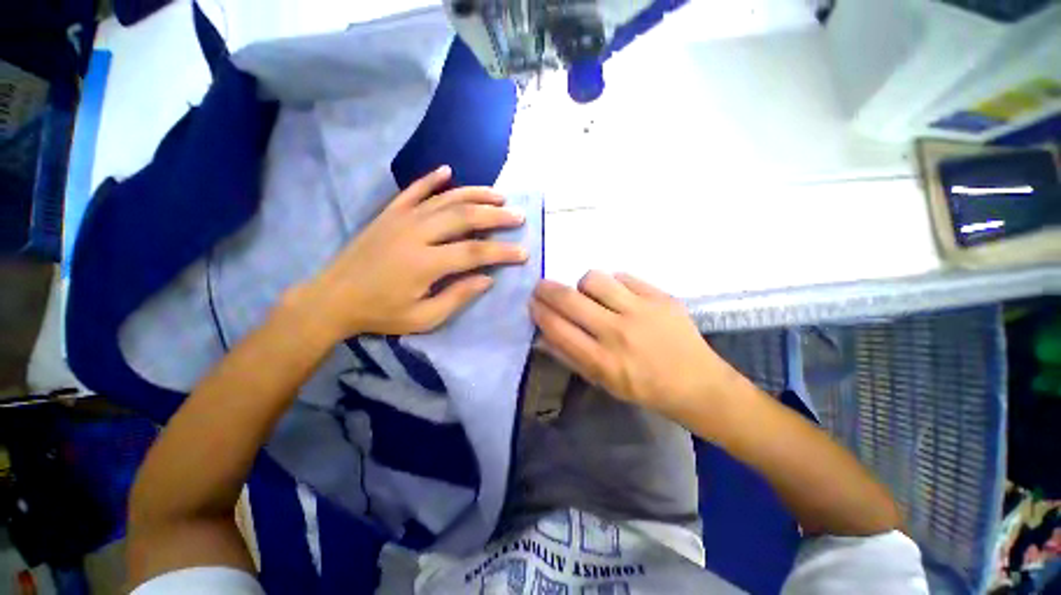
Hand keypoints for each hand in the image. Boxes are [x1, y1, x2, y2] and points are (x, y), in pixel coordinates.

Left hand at [290, 166, 526, 339]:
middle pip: (464, 217)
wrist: (332, 299)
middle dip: (495, 216)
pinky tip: (448, 171)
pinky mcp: (389, 214)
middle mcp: (416, 234)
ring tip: (498, 196)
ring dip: (475, 194)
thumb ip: (457, 297)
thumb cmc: (380, 313)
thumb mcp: (423, 318)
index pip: (475, 253)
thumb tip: (487, 278)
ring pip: (445, 199)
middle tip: (518, 216)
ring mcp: (401, 219)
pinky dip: (432, 179)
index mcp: (425, 263)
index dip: (502, 252)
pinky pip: (413, 190)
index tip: (524, 252)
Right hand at [530, 271, 737, 414]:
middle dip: (546, 289)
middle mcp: (617, 333)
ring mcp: (640, 311)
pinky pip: (623, 276)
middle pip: (569, 299)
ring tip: (589, 294)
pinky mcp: (660, 296)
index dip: (539, 312)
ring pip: (594, 279)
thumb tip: (543, 333)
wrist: (696, 383)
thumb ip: (570, 357)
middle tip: (541, 287)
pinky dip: (613, 284)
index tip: (532, 303)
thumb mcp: (602, 382)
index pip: (557, 328)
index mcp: (602, 361)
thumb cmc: (644, 388)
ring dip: (582, 285)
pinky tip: (618, 295)